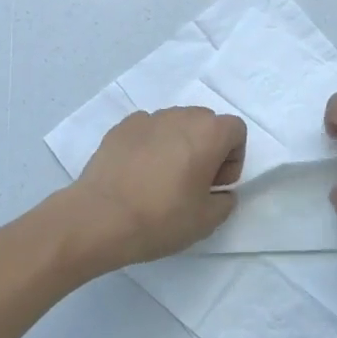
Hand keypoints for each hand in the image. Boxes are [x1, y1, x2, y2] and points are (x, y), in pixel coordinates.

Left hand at [62, 108, 246, 271]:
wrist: (100, 217)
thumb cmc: (161, 218)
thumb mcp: (207, 221)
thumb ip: (224, 201)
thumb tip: (219, 192)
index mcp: (207, 133)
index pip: (235, 130)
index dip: (233, 158)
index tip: (215, 184)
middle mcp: (179, 116)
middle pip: (205, 122)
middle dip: (207, 148)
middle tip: (193, 182)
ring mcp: (147, 118)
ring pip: (174, 124)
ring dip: (178, 144)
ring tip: (162, 179)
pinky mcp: (120, 127)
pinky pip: (147, 130)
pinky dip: (150, 145)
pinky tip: (138, 174)